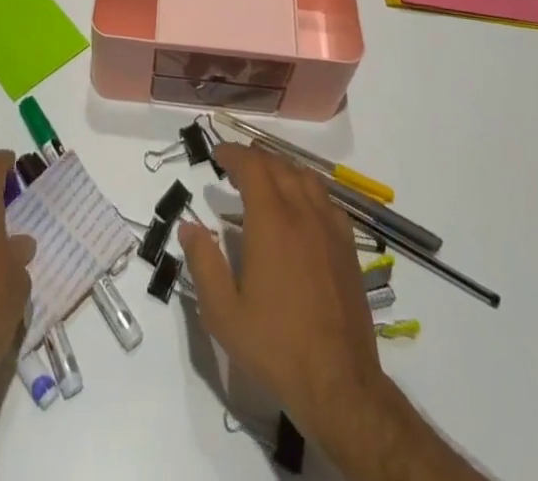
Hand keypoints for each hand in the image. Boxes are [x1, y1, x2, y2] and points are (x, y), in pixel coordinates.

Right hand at [180, 143, 385, 438]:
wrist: (339, 383)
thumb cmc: (275, 346)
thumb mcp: (223, 313)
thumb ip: (203, 263)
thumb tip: (189, 226)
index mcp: (271, 221)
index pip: (252, 167)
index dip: (233, 154)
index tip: (217, 155)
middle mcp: (302, 213)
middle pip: (278, 166)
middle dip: (254, 158)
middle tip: (235, 166)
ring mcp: (330, 229)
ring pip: (306, 177)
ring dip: (282, 168)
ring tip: (266, 178)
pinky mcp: (348, 248)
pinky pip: (328, 200)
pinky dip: (309, 189)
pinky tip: (302, 206)